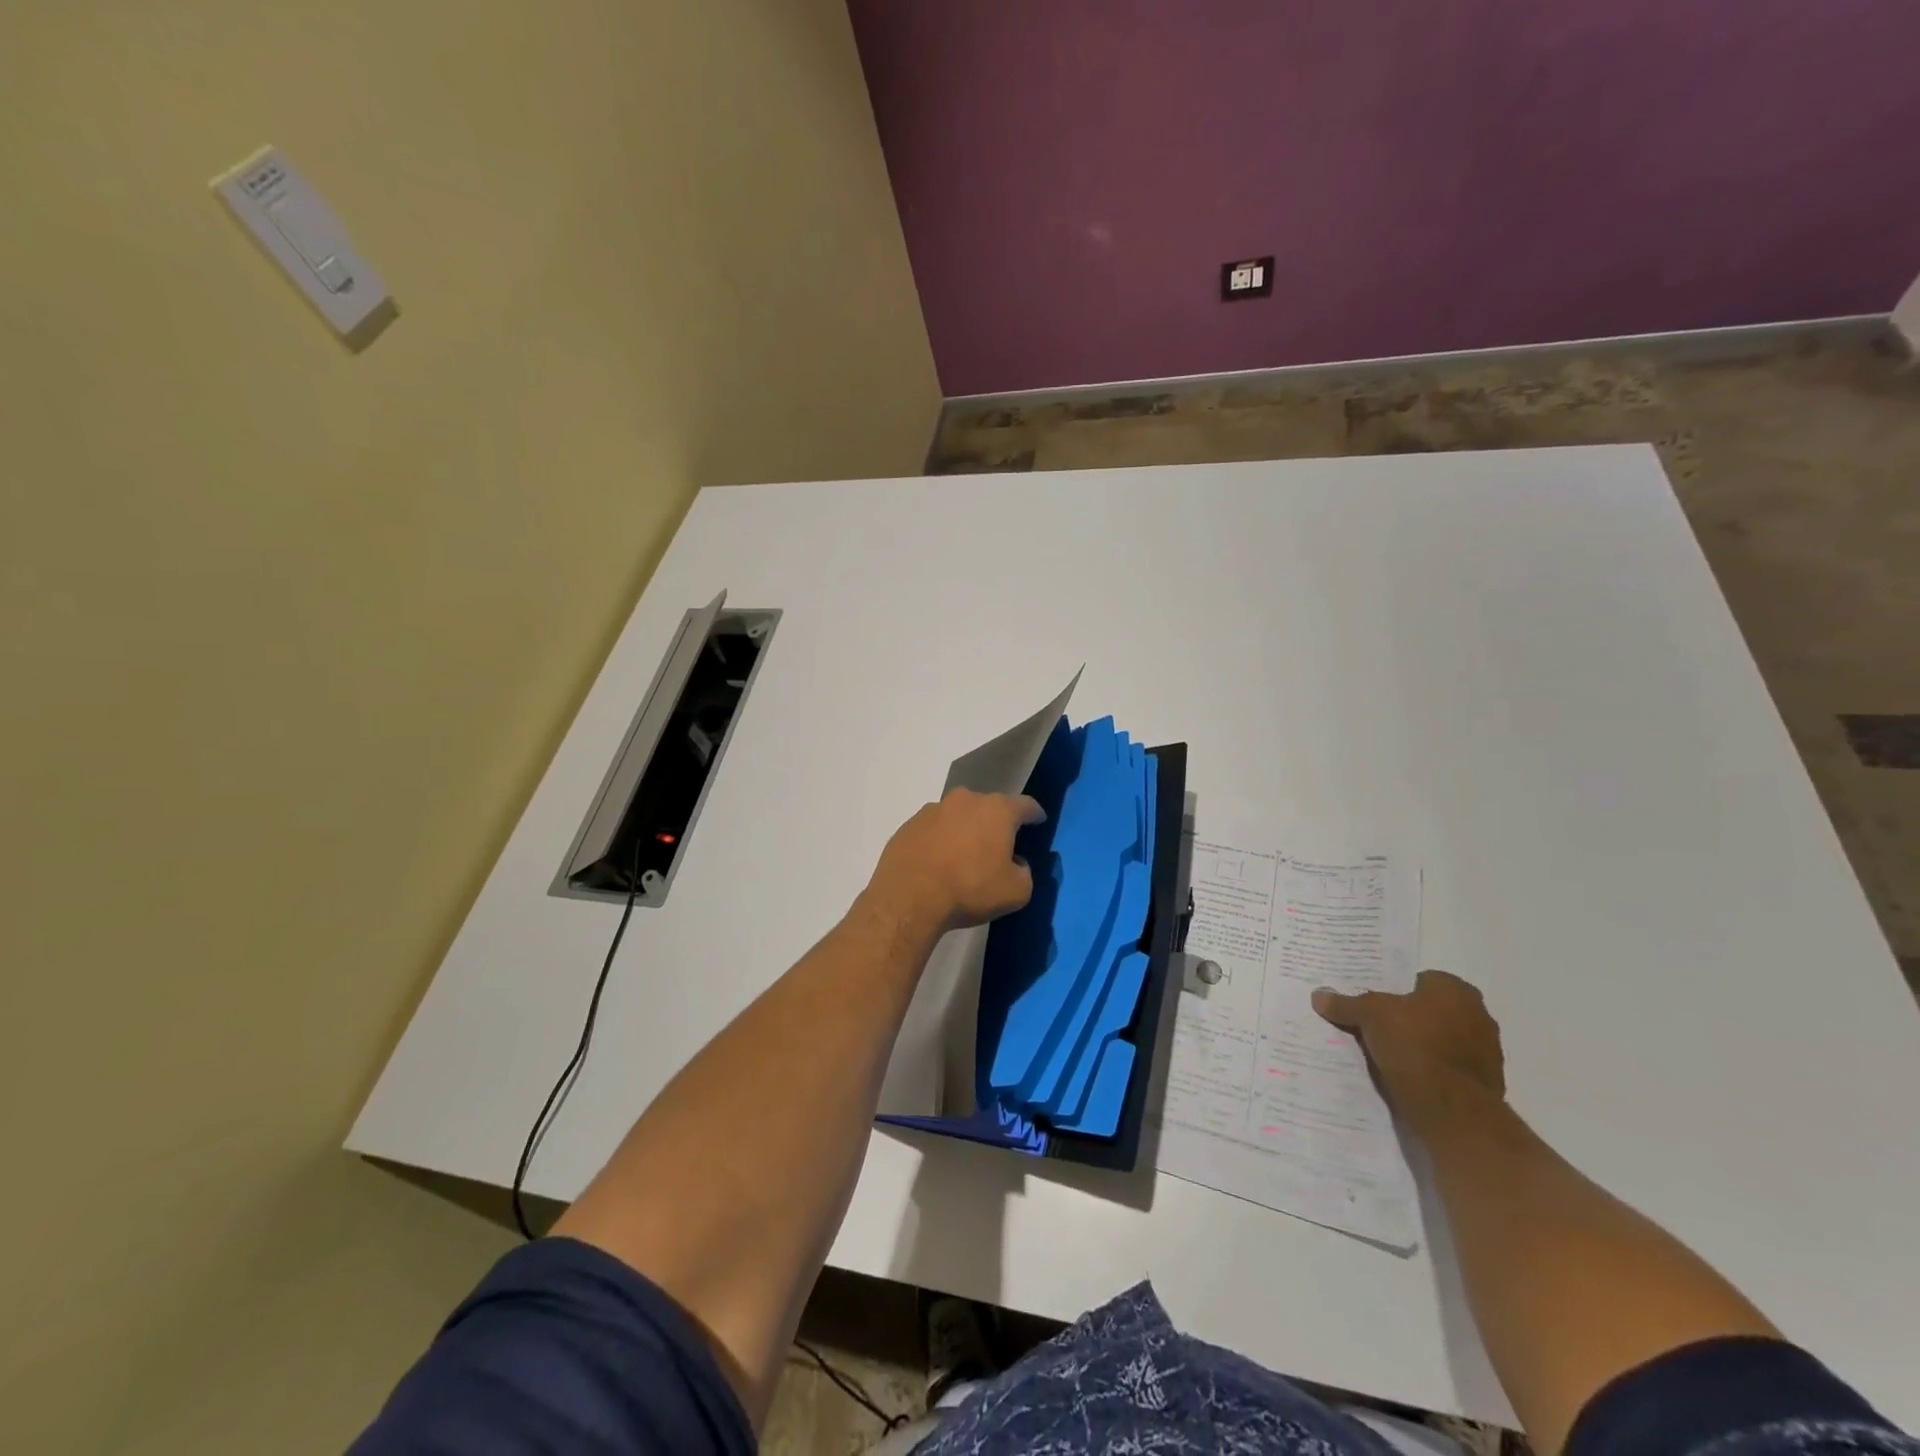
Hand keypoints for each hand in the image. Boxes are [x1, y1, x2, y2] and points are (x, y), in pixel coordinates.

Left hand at [868, 789, 1045, 932]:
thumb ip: (1025, 872)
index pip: (1025, 805)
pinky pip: (934, 829)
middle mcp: (965, 800)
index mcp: (997, 810)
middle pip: (989, 807)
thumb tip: (1016, 863)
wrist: (908, 898)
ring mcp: (933, 809)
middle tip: (999, 846)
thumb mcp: (1016, 892)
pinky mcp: (909, 825)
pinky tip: (938, 863)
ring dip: (965, 830)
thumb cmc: (970, 889)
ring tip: (964, 856)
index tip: (1038, 821)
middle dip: (996, 823)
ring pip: (958, 816)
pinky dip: (940, 840)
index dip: (1034, 814)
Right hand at [1313, 971, 1504, 1130]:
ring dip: (1422, 1045)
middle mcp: (1478, 1014)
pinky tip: (1408, 1076)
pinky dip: (1432, 1069)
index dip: (1394, 991)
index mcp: (1455, 990)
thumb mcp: (1368, 1015)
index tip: (1373, 1004)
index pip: (1418, 980)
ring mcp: (1487, 1051)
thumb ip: (1345, 1004)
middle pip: (1431, 1010)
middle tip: (1377, 1027)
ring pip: (1442, 1040)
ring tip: (1388, 1054)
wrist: (1449, 1107)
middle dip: (1408, 1018)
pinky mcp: (1486, 1083)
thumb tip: (1318, 995)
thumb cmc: (1412, 1043)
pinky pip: (1449, 1067)